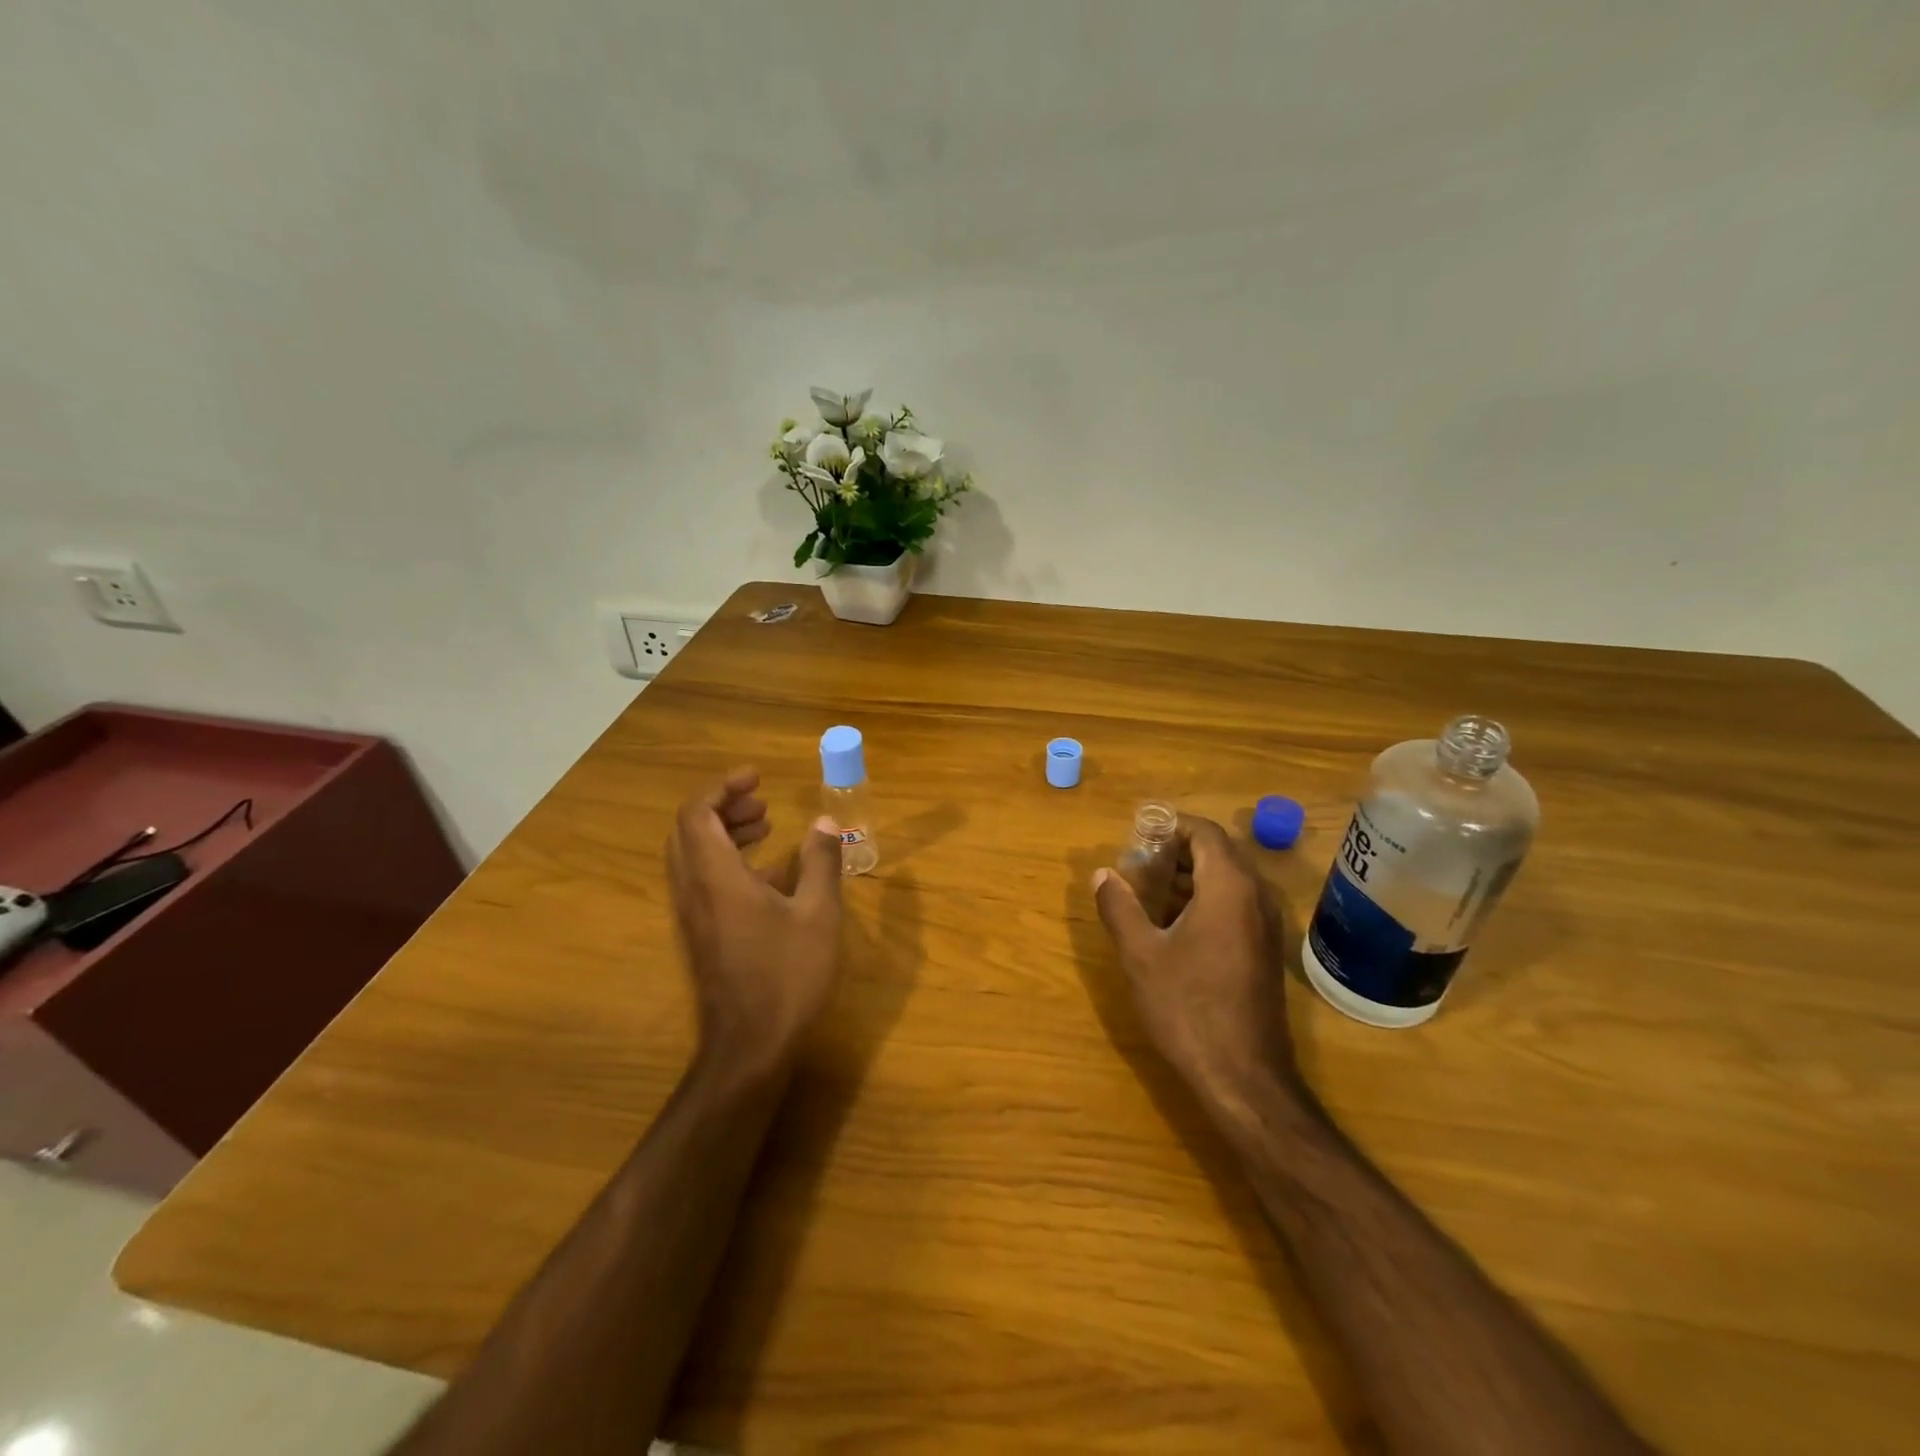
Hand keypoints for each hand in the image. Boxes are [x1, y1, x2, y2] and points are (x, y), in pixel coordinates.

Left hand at [667, 768, 844, 1075]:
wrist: (750, 1047)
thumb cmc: (787, 976)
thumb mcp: (818, 915)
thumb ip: (821, 862)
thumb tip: (825, 822)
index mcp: (716, 878)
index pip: (697, 814)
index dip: (722, 787)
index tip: (757, 778)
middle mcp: (693, 891)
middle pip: (689, 831)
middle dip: (723, 806)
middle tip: (762, 800)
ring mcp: (692, 916)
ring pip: (693, 856)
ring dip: (724, 832)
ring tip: (767, 826)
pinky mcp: (700, 935)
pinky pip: (702, 881)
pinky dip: (726, 861)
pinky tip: (770, 875)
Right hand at [1092, 814, 1296, 1105]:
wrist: (1244, 1077)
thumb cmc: (1188, 1007)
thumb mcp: (1141, 954)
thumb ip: (1119, 907)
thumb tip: (1102, 874)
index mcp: (1229, 887)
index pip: (1205, 832)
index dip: (1170, 827)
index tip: (1137, 839)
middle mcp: (1256, 897)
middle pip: (1218, 853)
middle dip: (1176, 852)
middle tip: (1137, 867)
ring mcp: (1266, 925)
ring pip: (1228, 880)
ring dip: (1189, 877)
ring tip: (1148, 895)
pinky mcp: (1266, 950)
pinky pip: (1236, 905)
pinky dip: (1205, 900)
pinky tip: (1174, 927)